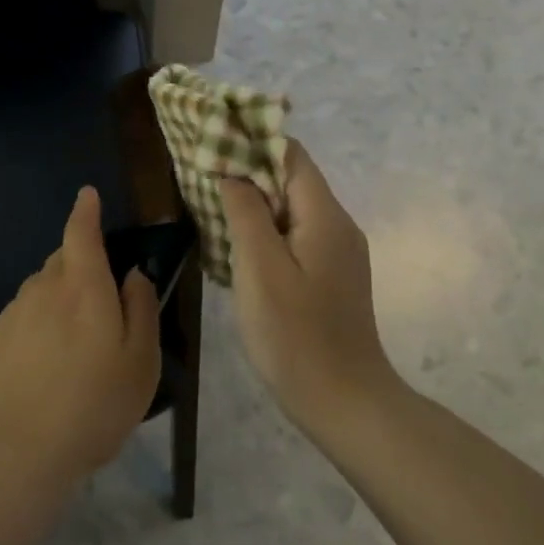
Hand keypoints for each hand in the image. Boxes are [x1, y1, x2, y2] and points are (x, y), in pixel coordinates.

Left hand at [0, 187, 161, 485]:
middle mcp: (41, 290)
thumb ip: (141, 310)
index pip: (81, 233)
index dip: (86, 211)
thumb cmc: (92, 406)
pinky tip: (39, 373)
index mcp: (82, 287)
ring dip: (55, 304)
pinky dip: (32, 333)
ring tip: (70, 351)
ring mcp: (9, 316)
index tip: (87, 196)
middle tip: (96, 304)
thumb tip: (133, 275)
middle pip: (60, 262)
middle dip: (78, 267)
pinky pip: (18, 324)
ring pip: (38, 294)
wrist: (14, 452)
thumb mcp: (139, 363)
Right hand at [220, 140, 394, 435]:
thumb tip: (231, 172)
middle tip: (200, 176)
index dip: (252, 142)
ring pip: (290, 210)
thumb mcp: (260, 269)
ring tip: (208, 205)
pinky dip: (264, 231)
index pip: (291, 155)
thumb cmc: (296, 335)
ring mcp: (336, 254)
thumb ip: (245, 213)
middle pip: (291, 180)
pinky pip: (294, 237)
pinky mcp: (329, 277)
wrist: (343, 402)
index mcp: (325, 216)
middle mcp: (337, 226)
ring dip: (252, 204)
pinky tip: (235, 247)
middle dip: (247, 172)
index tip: (211, 142)